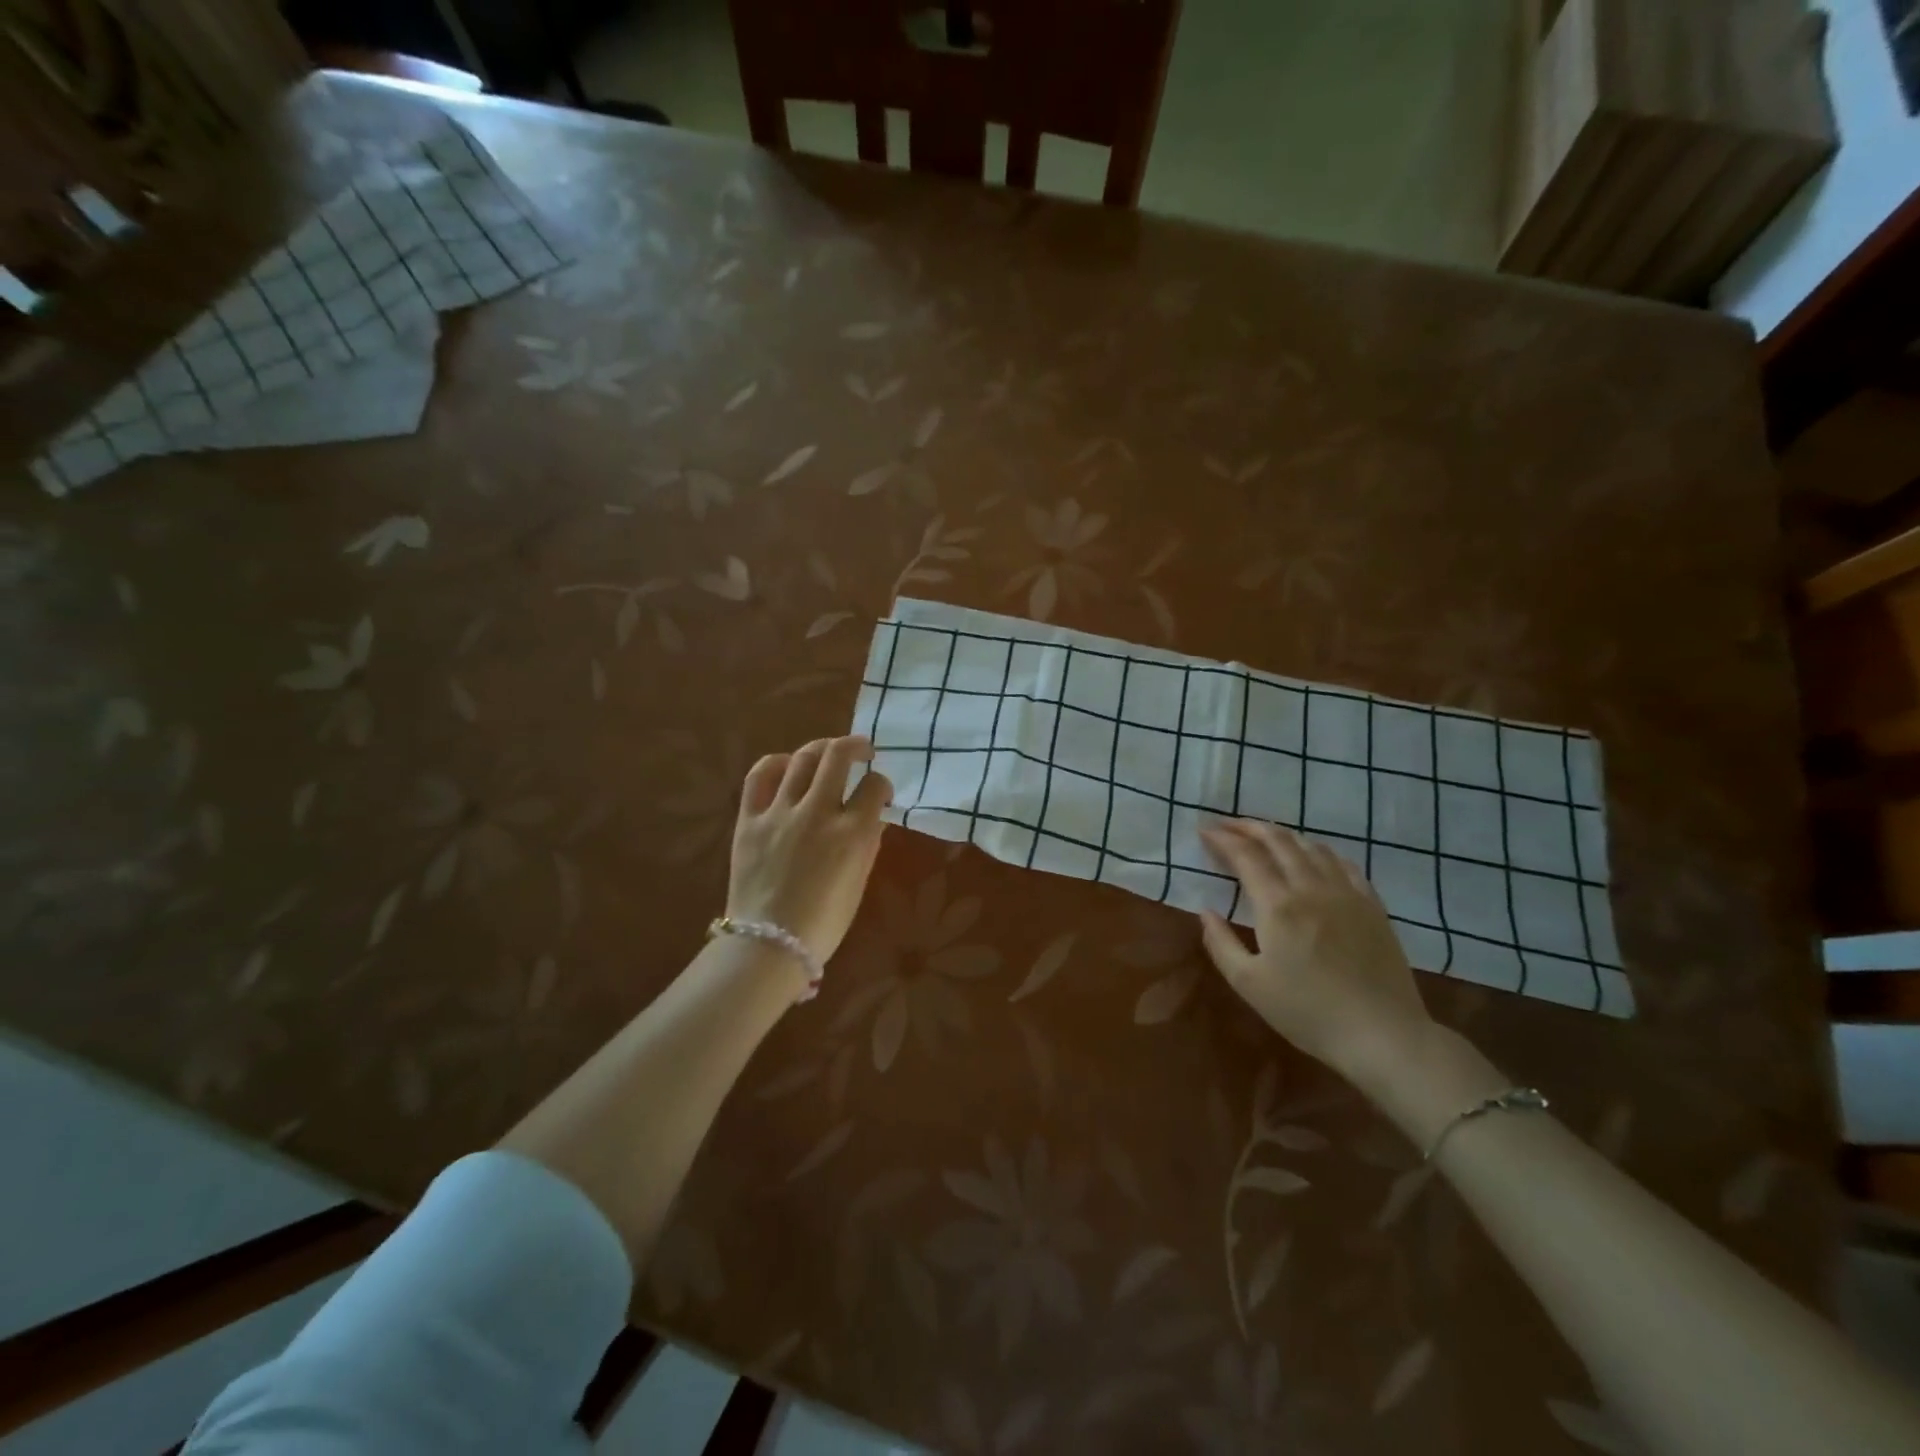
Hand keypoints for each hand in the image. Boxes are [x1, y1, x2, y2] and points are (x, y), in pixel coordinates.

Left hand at [728, 736, 891, 963]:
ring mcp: (780, 812)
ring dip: (821, 749)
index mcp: (852, 833)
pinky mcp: (750, 818)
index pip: (875, 786)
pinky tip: (787, 765)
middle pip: (839, 756)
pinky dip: (776, 762)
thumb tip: (873, 816)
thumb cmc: (823, 922)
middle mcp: (818, 813)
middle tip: (863, 751)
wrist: (768, 944)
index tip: (880, 794)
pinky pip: (760, 775)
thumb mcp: (858, 883)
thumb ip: (868, 844)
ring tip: (828, 753)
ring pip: (803, 758)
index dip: (883, 784)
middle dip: (856, 746)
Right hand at [1197, 820, 1434, 1091]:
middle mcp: (1311, 888)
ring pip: (1311, 846)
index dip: (1222, 838)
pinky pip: (1344, 863)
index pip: (1245, 856)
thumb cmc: (1308, 1012)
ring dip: (1282, 835)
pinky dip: (1320, 850)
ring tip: (1264, 835)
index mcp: (1278, 905)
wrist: (1383, 1035)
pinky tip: (1314, 855)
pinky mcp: (1372, 905)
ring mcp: (1347, 893)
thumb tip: (1205, 912)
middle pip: (1278, 840)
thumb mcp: (1249, 985)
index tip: (1204, 830)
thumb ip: (1221, 943)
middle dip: (1248, 826)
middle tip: (1227, 824)